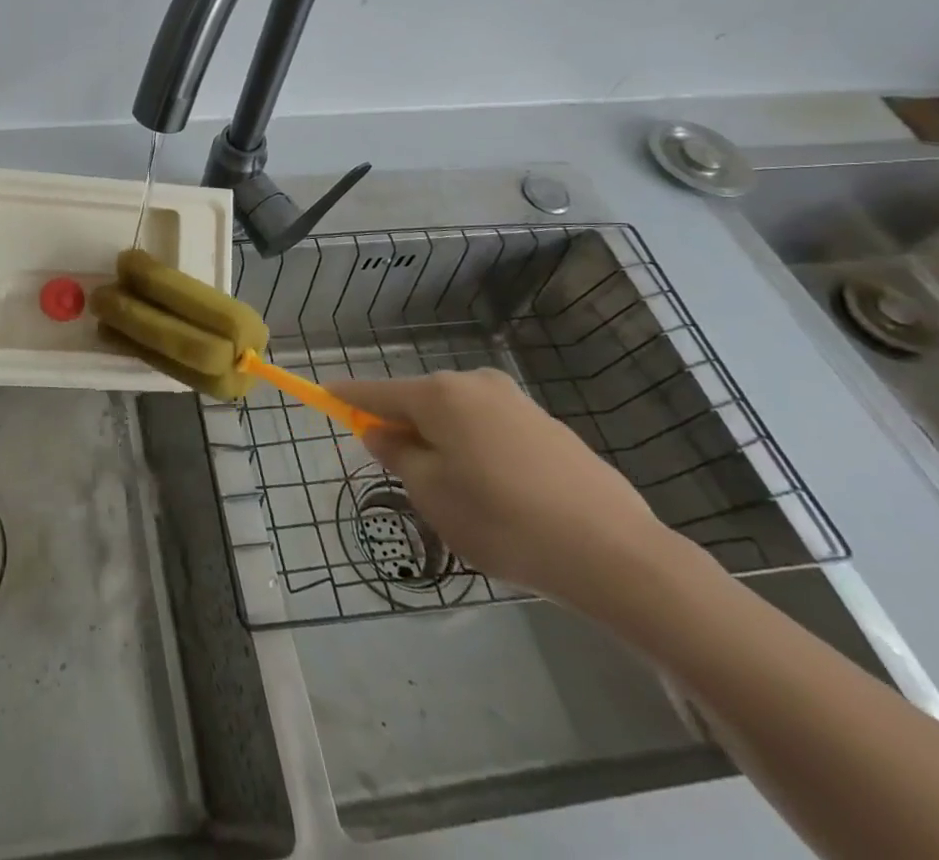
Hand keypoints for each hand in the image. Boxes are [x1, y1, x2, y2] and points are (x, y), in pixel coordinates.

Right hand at [329, 369, 682, 613]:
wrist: (615, 554)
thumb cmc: (503, 521)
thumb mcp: (433, 495)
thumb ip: (398, 456)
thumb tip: (382, 432)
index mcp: (440, 395)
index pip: (377, 391)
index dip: (347, 397)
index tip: (323, 393)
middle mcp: (476, 384)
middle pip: (421, 402)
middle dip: (404, 428)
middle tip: (402, 475)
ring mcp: (517, 403)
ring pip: (459, 418)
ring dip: (445, 443)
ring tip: (458, 496)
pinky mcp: (550, 427)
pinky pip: (493, 432)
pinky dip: (479, 452)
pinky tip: (500, 496)